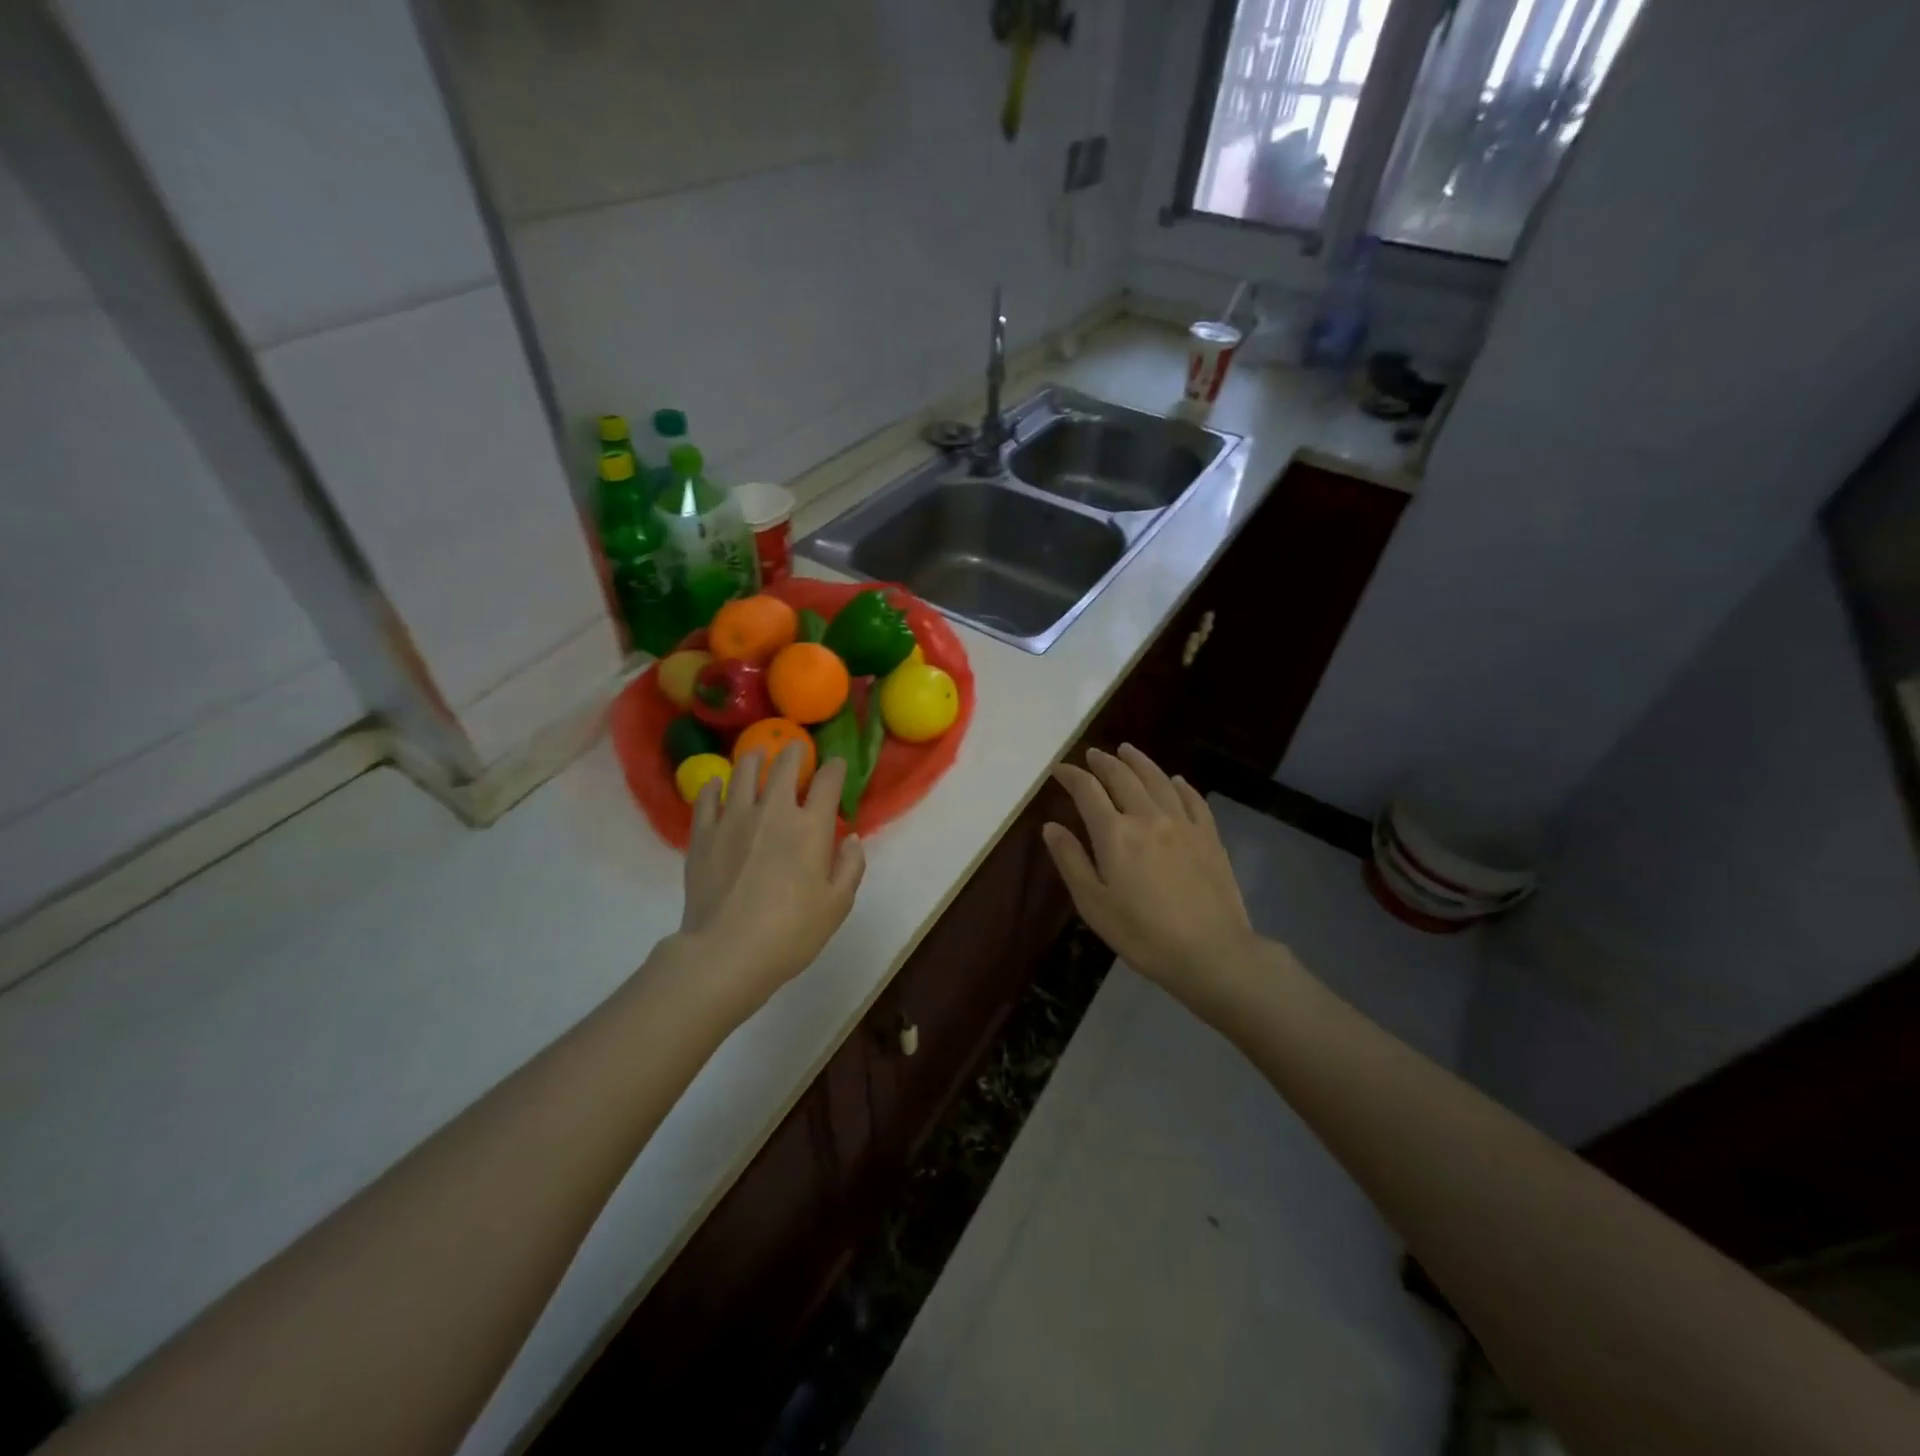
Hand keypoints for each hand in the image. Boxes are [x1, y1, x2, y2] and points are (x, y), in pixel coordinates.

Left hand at [676, 745, 865, 1022]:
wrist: (726, 952)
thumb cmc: (791, 932)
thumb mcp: (837, 905)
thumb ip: (850, 867)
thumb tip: (850, 839)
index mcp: (810, 827)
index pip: (827, 781)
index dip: (835, 768)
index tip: (836, 765)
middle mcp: (772, 811)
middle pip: (783, 766)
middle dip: (793, 752)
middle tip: (795, 749)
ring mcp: (733, 819)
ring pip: (742, 773)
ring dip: (754, 759)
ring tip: (757, 756)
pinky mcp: (702, 834)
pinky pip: (706, 798)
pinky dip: (714, 786)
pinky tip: (717, 785)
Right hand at [1042, 745, 1254, 1010]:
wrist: (1211, 952)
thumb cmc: (1143, 934)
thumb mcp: (1094, 904)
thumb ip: (1071, 861)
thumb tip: (1051, 826)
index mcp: (1115, 834)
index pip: (1087, 791)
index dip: (1071, 776)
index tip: (1059, 770)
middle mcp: (1148, 817)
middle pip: (1123, 777)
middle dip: (1104, 762)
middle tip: (1092, 754)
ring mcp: (1183, 823)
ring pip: (1158, 780)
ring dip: (1139, 762)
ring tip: (1127, 750)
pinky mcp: (1209, 836)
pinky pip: (1193, 799)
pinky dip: (1180, 784)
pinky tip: (1175, 780)